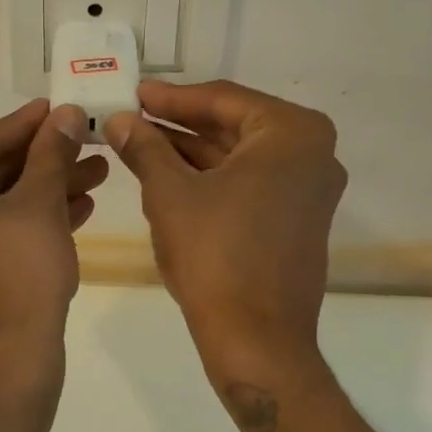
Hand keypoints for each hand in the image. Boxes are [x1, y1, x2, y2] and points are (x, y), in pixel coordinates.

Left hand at [0, 100, 108, 364]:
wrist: (10, 359)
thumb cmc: (19, 270)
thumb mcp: (39, 202)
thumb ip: (51, 153)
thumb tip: (66, 114)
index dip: (28, 123)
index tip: (60, 107)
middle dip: (45, 159)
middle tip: (86, 141)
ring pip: (0, 205)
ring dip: (47, 188)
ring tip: (97, 173)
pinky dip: (34, 220)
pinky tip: (80, 207)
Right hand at [105, 81, 344, 373]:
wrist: (255, 337)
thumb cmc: (215, 254)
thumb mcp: (170, 194)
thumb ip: (145, 148)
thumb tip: (119, 120)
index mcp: (291, 134)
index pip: (222, 100)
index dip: (171, 98)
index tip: (134, 94)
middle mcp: (312, 154)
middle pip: (234, 125)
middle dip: (180, 124)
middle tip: (133, 117)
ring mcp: (308, 190)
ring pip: (239, 156)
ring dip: (190, 151)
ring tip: (140, 144)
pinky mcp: (297, 220)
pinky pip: (249, 183)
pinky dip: (211, 177)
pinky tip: (168, 174)